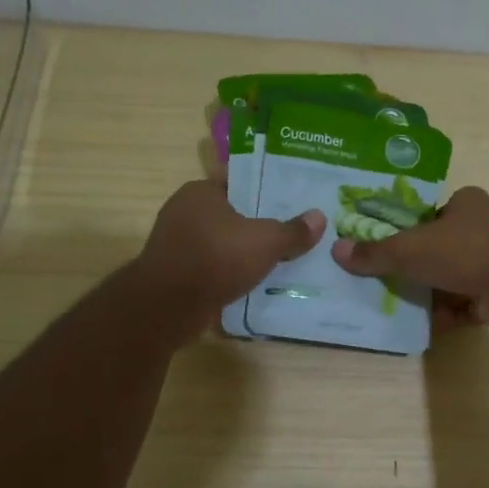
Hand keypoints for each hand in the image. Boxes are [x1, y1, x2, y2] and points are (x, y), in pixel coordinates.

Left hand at [135, 177, 325, 334]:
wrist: (169, 305)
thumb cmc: (217, 257)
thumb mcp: (266, 241)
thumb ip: (293, 231)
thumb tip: (319, 218)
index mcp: (200, 191)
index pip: (237, 182)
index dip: (264, 191)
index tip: (288, 202)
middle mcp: (183, 211)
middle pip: (229, 214)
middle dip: (255, 224)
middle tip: (288, 232)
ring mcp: (175, 243)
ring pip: (219, 242)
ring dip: (241, 252)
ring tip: (275, 260)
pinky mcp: (174, 272)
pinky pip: (210, 267)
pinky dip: (227, 273)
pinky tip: (250, 282)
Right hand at [328, 187, 488, 336]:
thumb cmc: (465, 252)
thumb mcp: (411, 249)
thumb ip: (375, 252)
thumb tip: (337, 250)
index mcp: (467, 202)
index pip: (429, 214)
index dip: (407, 232)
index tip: (387, 251)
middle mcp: (485, 226)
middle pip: (440, 248)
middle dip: (417, 268)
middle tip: (389, 283)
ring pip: (453, 277)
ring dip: (432, 294)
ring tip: (403, 309)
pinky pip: (468, 302)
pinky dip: (450, 314)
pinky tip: (428, 327)